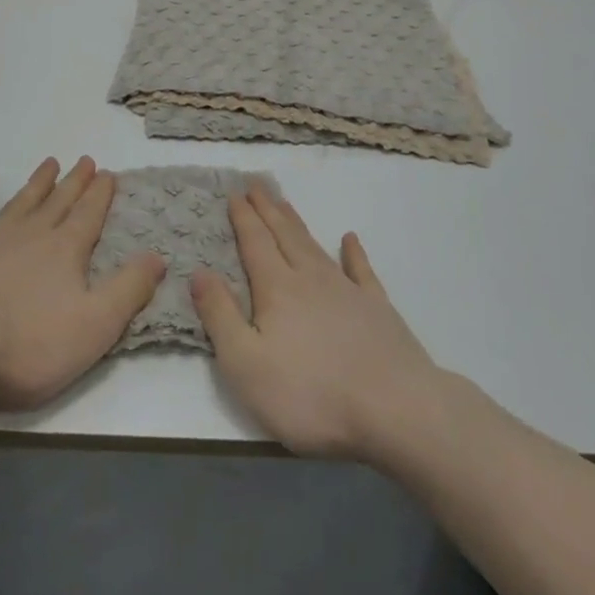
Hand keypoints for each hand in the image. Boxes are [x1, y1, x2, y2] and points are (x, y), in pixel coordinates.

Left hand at [0, 157, 165, 409]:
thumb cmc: (28, 342)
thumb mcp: (95, 325)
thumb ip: (129, 290)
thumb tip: (159, 257)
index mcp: (66, 251)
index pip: (89, 216)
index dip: (101, 195)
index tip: (108, 173)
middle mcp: (32, 234)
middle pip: (58, 203)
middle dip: (74, 182)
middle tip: (85, 160)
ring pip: (21, 202)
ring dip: (37, 183)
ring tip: (50, 163)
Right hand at [192, 188, 440, 461]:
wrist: (395, 409)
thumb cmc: (311, 394)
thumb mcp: (246, 364)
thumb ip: (220, 316)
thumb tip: (199, 272)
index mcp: (277, 289)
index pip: (255, 243)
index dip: (243, 218)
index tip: (234, 193)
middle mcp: (311, 278)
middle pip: (284, 235)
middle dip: (268, 210)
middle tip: (256, 185)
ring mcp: (348, 291)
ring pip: (315, 246)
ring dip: (297, 224)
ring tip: (286, 204)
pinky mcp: (378, 308)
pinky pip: (362, 270)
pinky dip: (354, 252)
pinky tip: (350, 239)